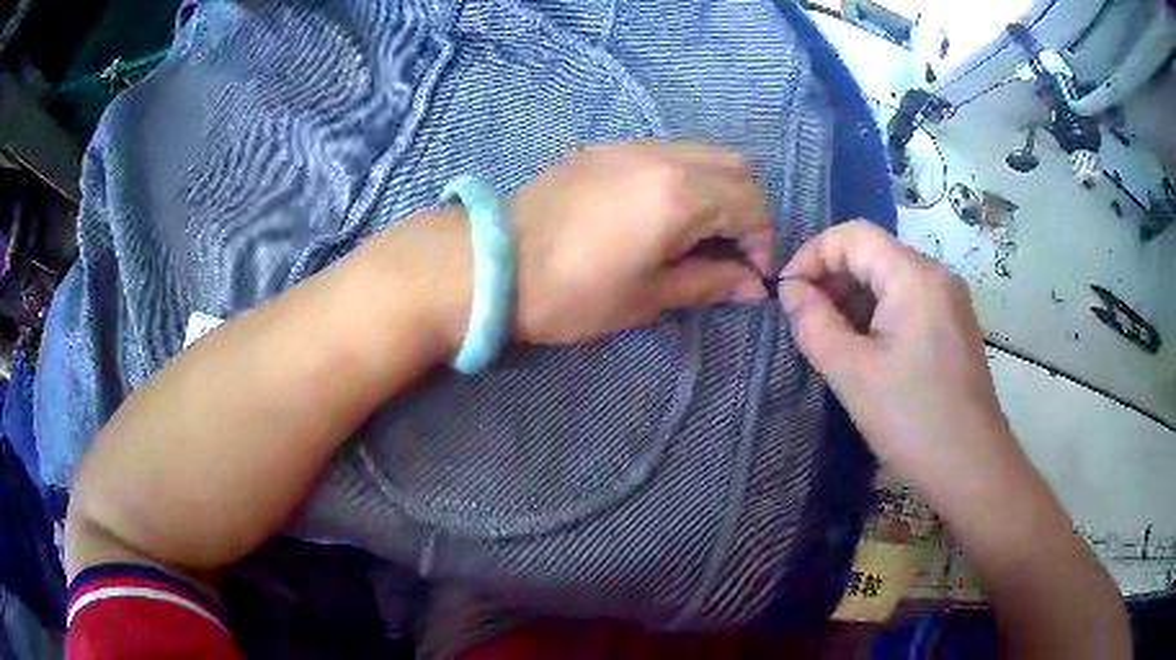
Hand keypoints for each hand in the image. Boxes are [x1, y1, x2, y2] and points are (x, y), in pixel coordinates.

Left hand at [509, 140, 771, 343]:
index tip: (751, 276)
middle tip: (732, 250)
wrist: (494, 263)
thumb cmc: (573, 293)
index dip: (763, 242)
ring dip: (720, 188)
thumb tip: (751, 286)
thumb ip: (709, 282)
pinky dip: (688, 175)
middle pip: (737, 168)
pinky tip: (666, 210)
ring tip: (703, 231)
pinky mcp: (607, 147)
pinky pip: (669, 150)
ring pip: (704, 152)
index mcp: (681, 195)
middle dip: (748, 209)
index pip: (752, 205)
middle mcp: (665, 157)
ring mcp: (633, 145)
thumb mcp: (648, 296)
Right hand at [779, 221, 1022, 502]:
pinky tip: (865, 350)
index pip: (853, 236)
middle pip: (874, 253)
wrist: (972, 468)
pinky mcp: (954, 327)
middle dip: (832, 278)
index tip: (786, 293)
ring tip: (830, 338)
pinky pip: (908, 302)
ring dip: (854, 299)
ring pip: (891, 279)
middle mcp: (936, 276)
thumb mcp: (852, 374)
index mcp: (914, 276)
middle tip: (804, 320)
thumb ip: (814, 324)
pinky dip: (878, 315)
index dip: (813, 255)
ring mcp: (950, 302)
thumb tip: (790, 291)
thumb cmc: (912, 420)